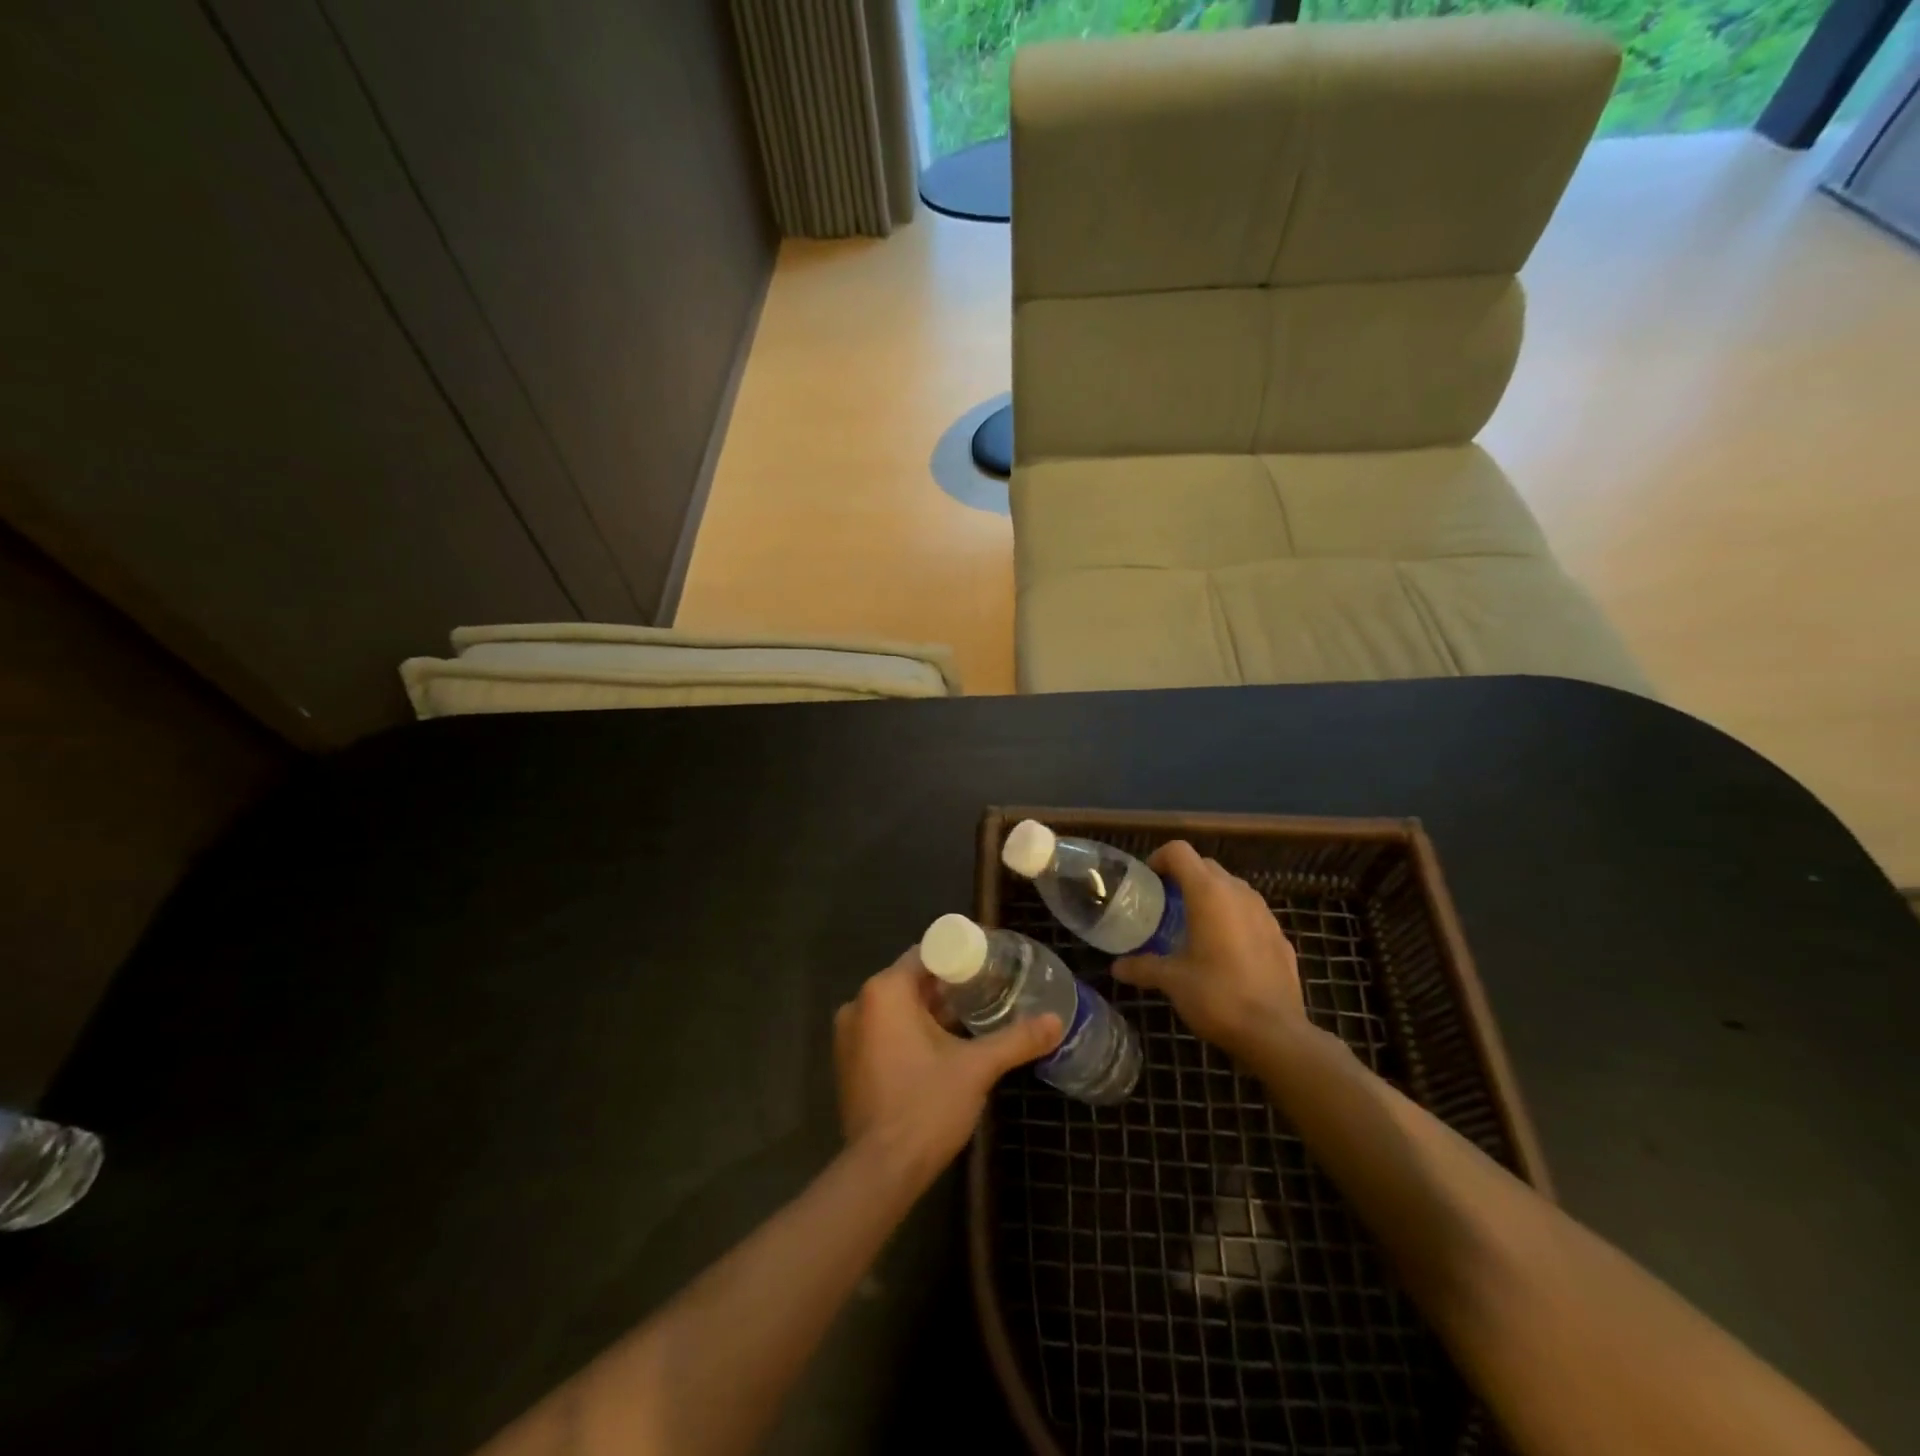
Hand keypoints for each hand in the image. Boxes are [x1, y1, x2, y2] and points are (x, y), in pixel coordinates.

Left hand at [834, 950, 1061, 1186]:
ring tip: (972, 1015)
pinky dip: (911, 1030)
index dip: (959, 955)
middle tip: (988, 988)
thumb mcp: (977, 1068)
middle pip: (911, 980)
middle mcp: (860, 1004)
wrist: (881, 1172)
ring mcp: (849, 1035)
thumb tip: (1057, 1021)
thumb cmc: (926, 1105)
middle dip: (948, 984)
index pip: (925, 954)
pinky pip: (884, 1030)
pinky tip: (943, 1045)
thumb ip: (1016, 1039)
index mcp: (885, 991)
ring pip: (898, 1007)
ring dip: (931, 1009)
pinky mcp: (849, 1062)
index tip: (990, 961)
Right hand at [1114, 841, 1303, 1060]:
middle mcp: (1238, 893)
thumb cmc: (1217, 996)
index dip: (1158, 858)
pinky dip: (1233, 918)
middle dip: (1183, 877)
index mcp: (1208, 893)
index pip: (1179, 851)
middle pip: (1205, 865)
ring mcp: (1264, 913)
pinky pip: (1250, 913)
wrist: (1276, 1033)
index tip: (1147, 882)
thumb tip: (1116, 967)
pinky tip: (1225, 951)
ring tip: (1193, 926)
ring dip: (1211, 896)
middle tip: (1164, 905)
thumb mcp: (1172, 981)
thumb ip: (1143, 967)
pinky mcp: (1280, 936)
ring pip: (1231, 888)